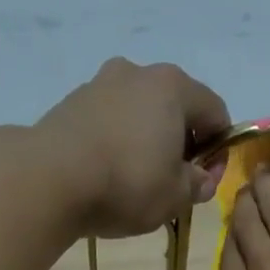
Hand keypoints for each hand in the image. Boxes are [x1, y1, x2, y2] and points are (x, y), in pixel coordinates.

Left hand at [27, 58, 230, 238]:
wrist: (50, 179)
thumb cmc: (127, 183)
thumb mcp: (176, 196)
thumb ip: (197, 184)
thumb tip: (200, 179)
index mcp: (173, 86)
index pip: (215, 112)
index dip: (219, 149)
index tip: (206, 182)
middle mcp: (138, 72)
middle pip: (175, 106)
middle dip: (182, 142)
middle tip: (175, 181)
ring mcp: (100, 83)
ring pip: (139, 111)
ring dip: (148, 140)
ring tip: (138, 179)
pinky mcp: (71, 102)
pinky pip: (109, 120)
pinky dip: (118, 141)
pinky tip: (109, 172)